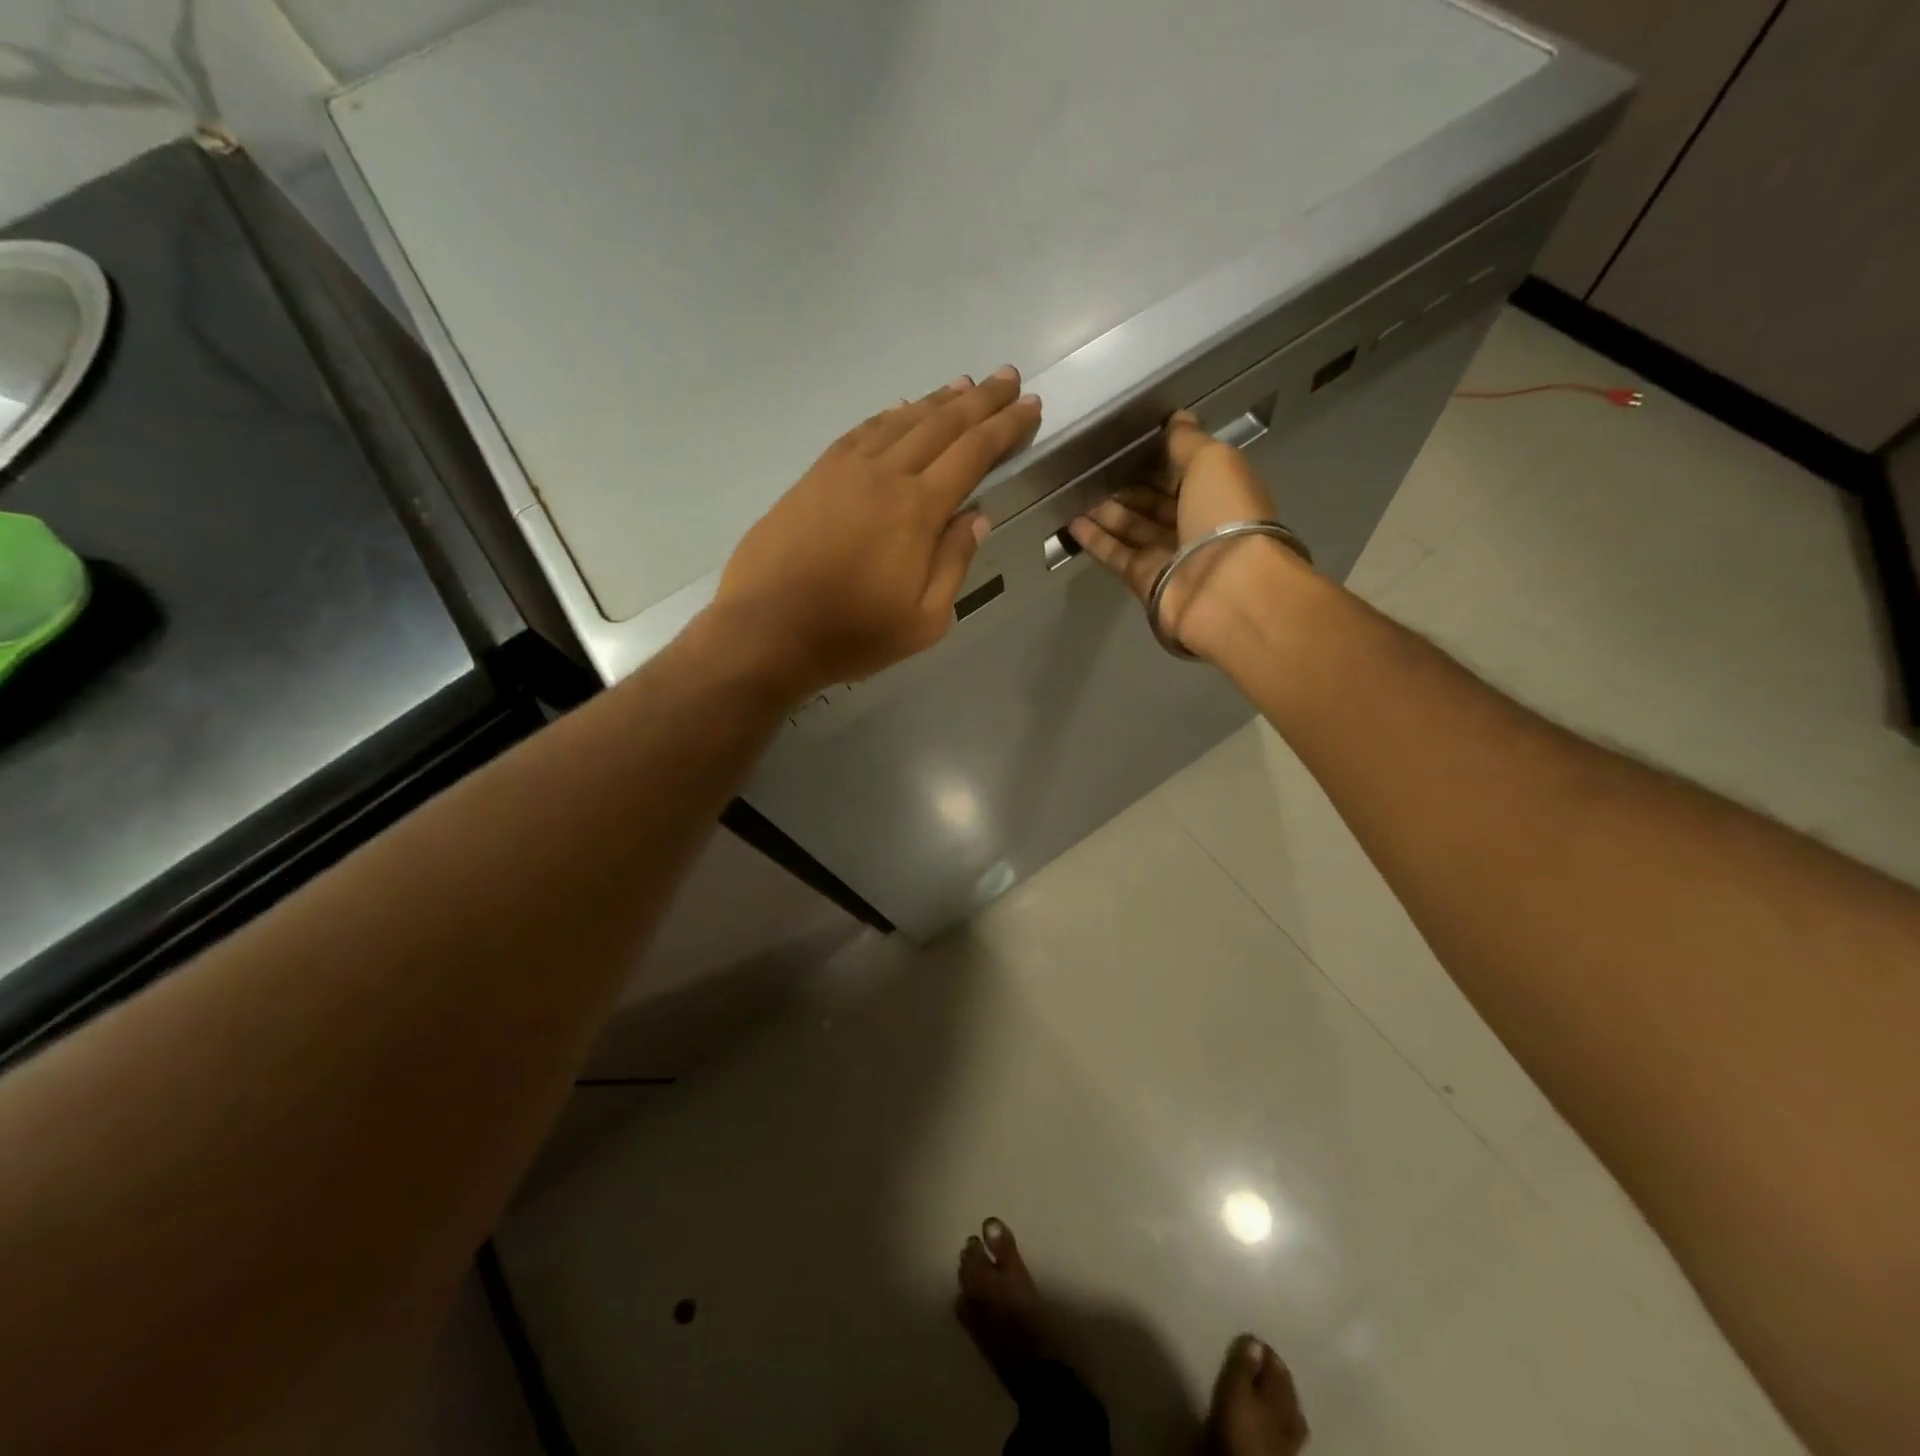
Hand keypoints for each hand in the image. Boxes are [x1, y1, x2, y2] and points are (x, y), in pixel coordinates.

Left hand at [715, 368, 1041, 697]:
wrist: (768, 630)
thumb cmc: (852, 635)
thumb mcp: (924, 620)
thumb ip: (954, 563)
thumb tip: (976, 517)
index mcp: (917, 511)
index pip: (973, 453)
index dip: (1005, 427)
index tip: (1030, 406)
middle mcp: (884, 475)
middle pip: (941, 424)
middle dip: (980, 399)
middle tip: (1008, 377)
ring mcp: (844, 470)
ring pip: (900, 420)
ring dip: (937, 400)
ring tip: (964, 385)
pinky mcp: (815, 475)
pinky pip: (862, 431)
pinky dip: (890, 415)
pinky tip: (901, 410)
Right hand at [1069, 411, 1301, 658]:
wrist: (1223, 589)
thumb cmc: (1225, 515)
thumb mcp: (1213, 461)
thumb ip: (1188, 441)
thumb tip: (1177, 417)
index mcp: (1221, 494)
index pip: (1186, 473)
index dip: (1160, 459)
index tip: (1129, 444)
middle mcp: (1197, 525)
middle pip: (1157, 503)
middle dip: (1128, 486)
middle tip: (1093, 469)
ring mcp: (1171, 556)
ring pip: (1134, 528)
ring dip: (1106, 511)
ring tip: (1075, 492)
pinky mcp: (1146, 580)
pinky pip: (1117, 555)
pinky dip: (1096, 539)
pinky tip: (1072, 522)